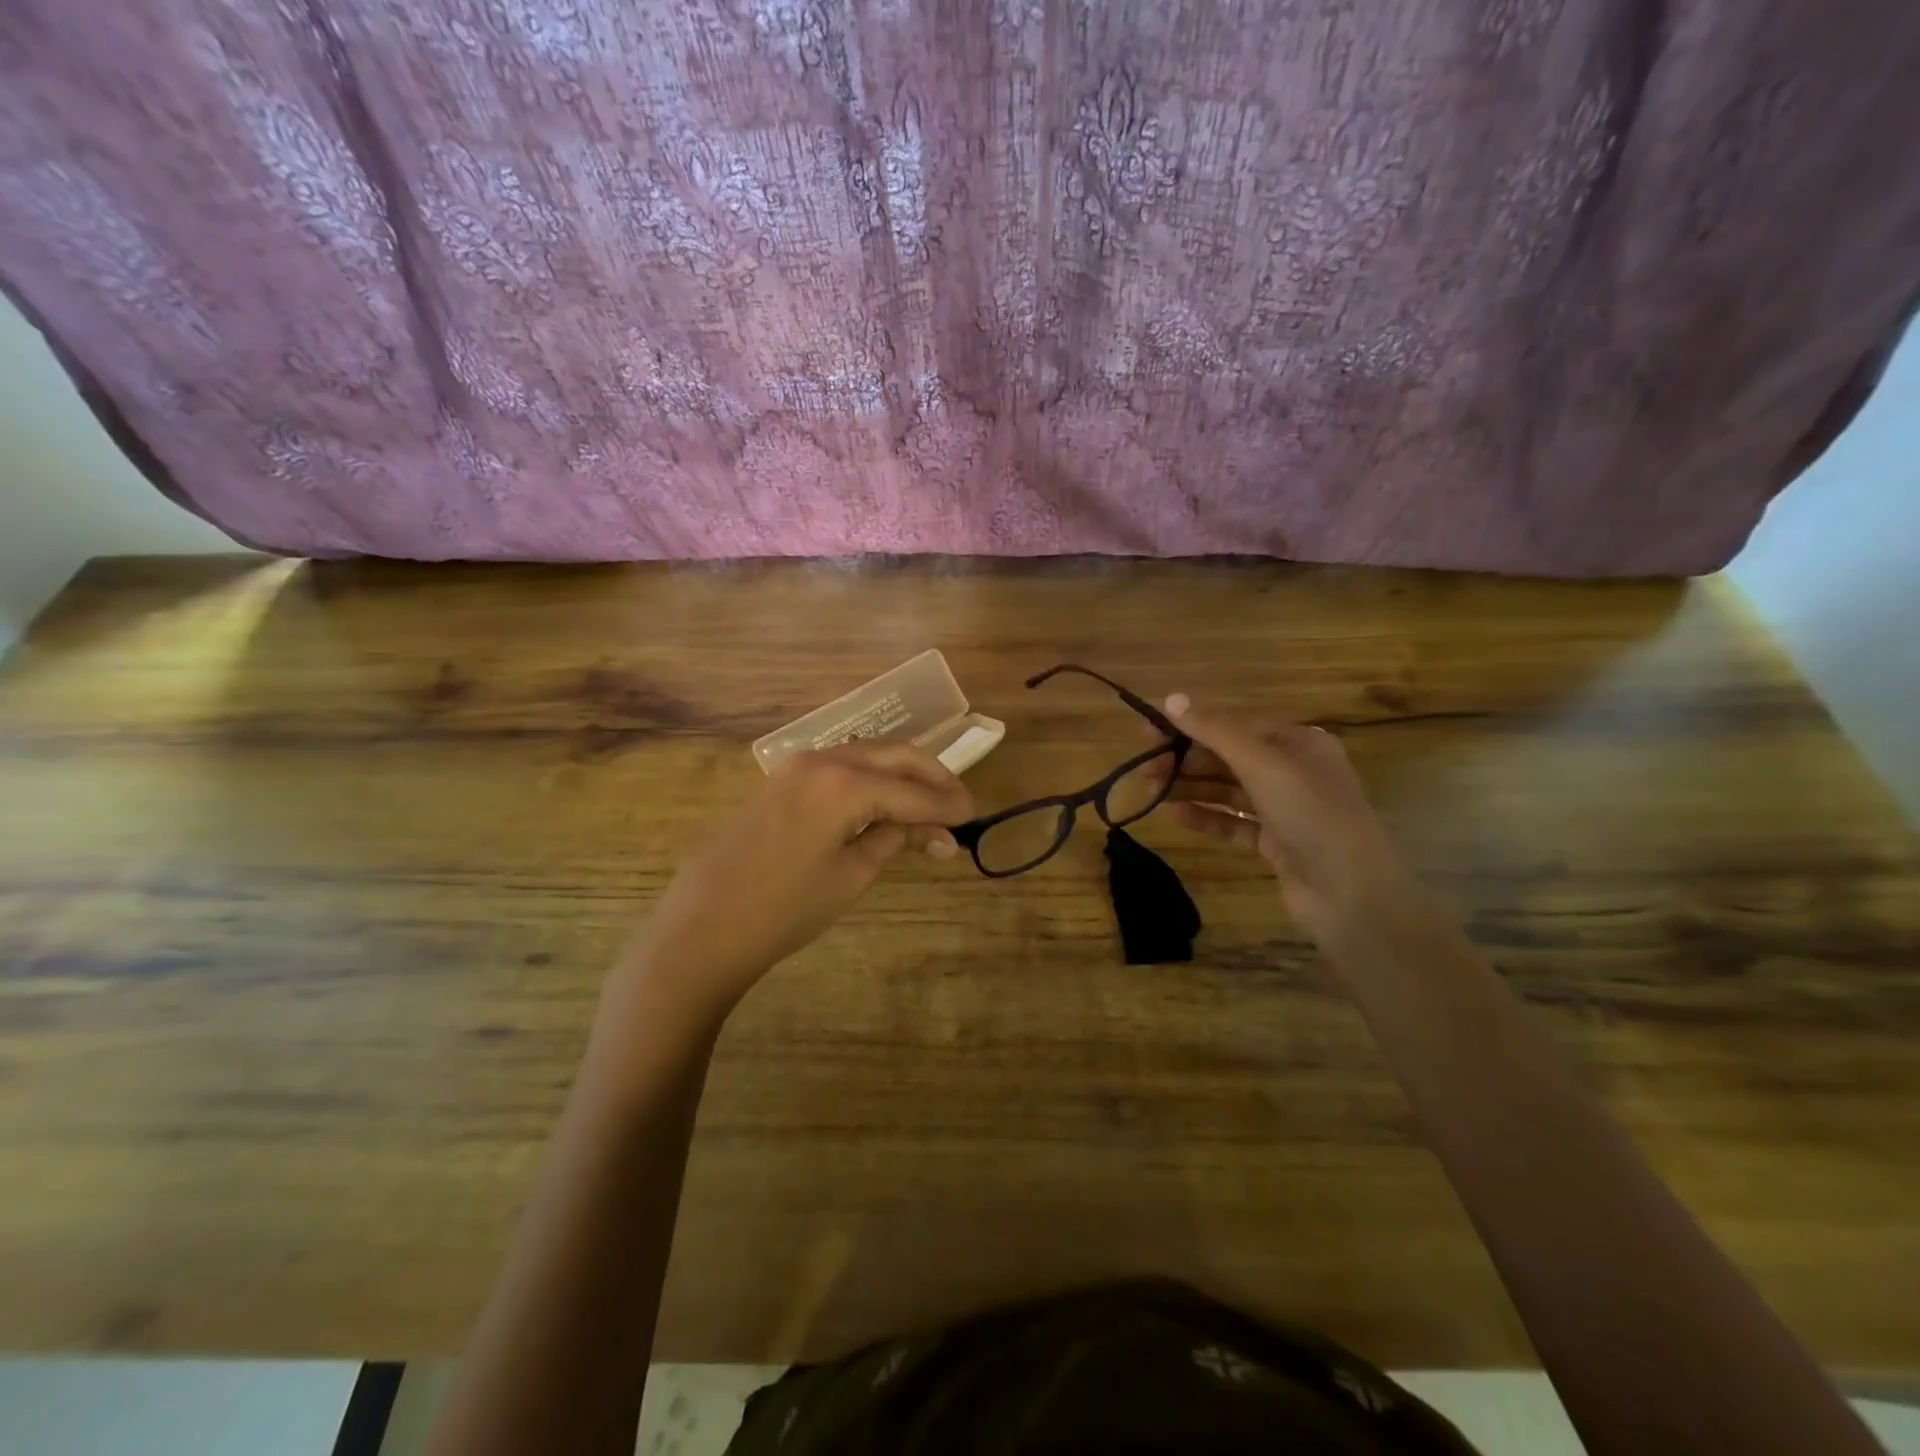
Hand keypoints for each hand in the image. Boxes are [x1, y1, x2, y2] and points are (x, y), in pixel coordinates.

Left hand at [621, 742, 974, 1020]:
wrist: (705, 924)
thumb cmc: (784, 908)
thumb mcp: (851, 874)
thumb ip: (894, 837)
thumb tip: (931, 827)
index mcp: (845, 782)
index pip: (913, 790)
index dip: (947, 805)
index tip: (975, 815)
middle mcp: (824, 759)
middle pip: (894, 755)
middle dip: (932, 776)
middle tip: (959, 803)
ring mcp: (798, 765)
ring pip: (867, 755)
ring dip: (902, 774)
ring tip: (929, 803)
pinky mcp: (783, 779)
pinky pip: (841, 766)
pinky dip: (872, 778)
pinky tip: (886, 800)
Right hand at [1152, 693, 1409, 936]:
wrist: (1351, 896)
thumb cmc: (1312, 816)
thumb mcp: (1263, 765)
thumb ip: (1215, 732)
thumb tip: (1171, 698)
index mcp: (1299, 744)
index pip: (1235, 727)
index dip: (1191, 727)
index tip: (1149, 732)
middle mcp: (1293, 772)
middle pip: (1229, 758)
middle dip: (1186, 761)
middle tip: (1144, 768)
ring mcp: (1285, 810)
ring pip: (1228, 791)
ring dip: (1190, 788)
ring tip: (1151, 790)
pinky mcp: (1275, 844)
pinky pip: (1233, 823)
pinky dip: (1206, 817)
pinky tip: (1175, 814)